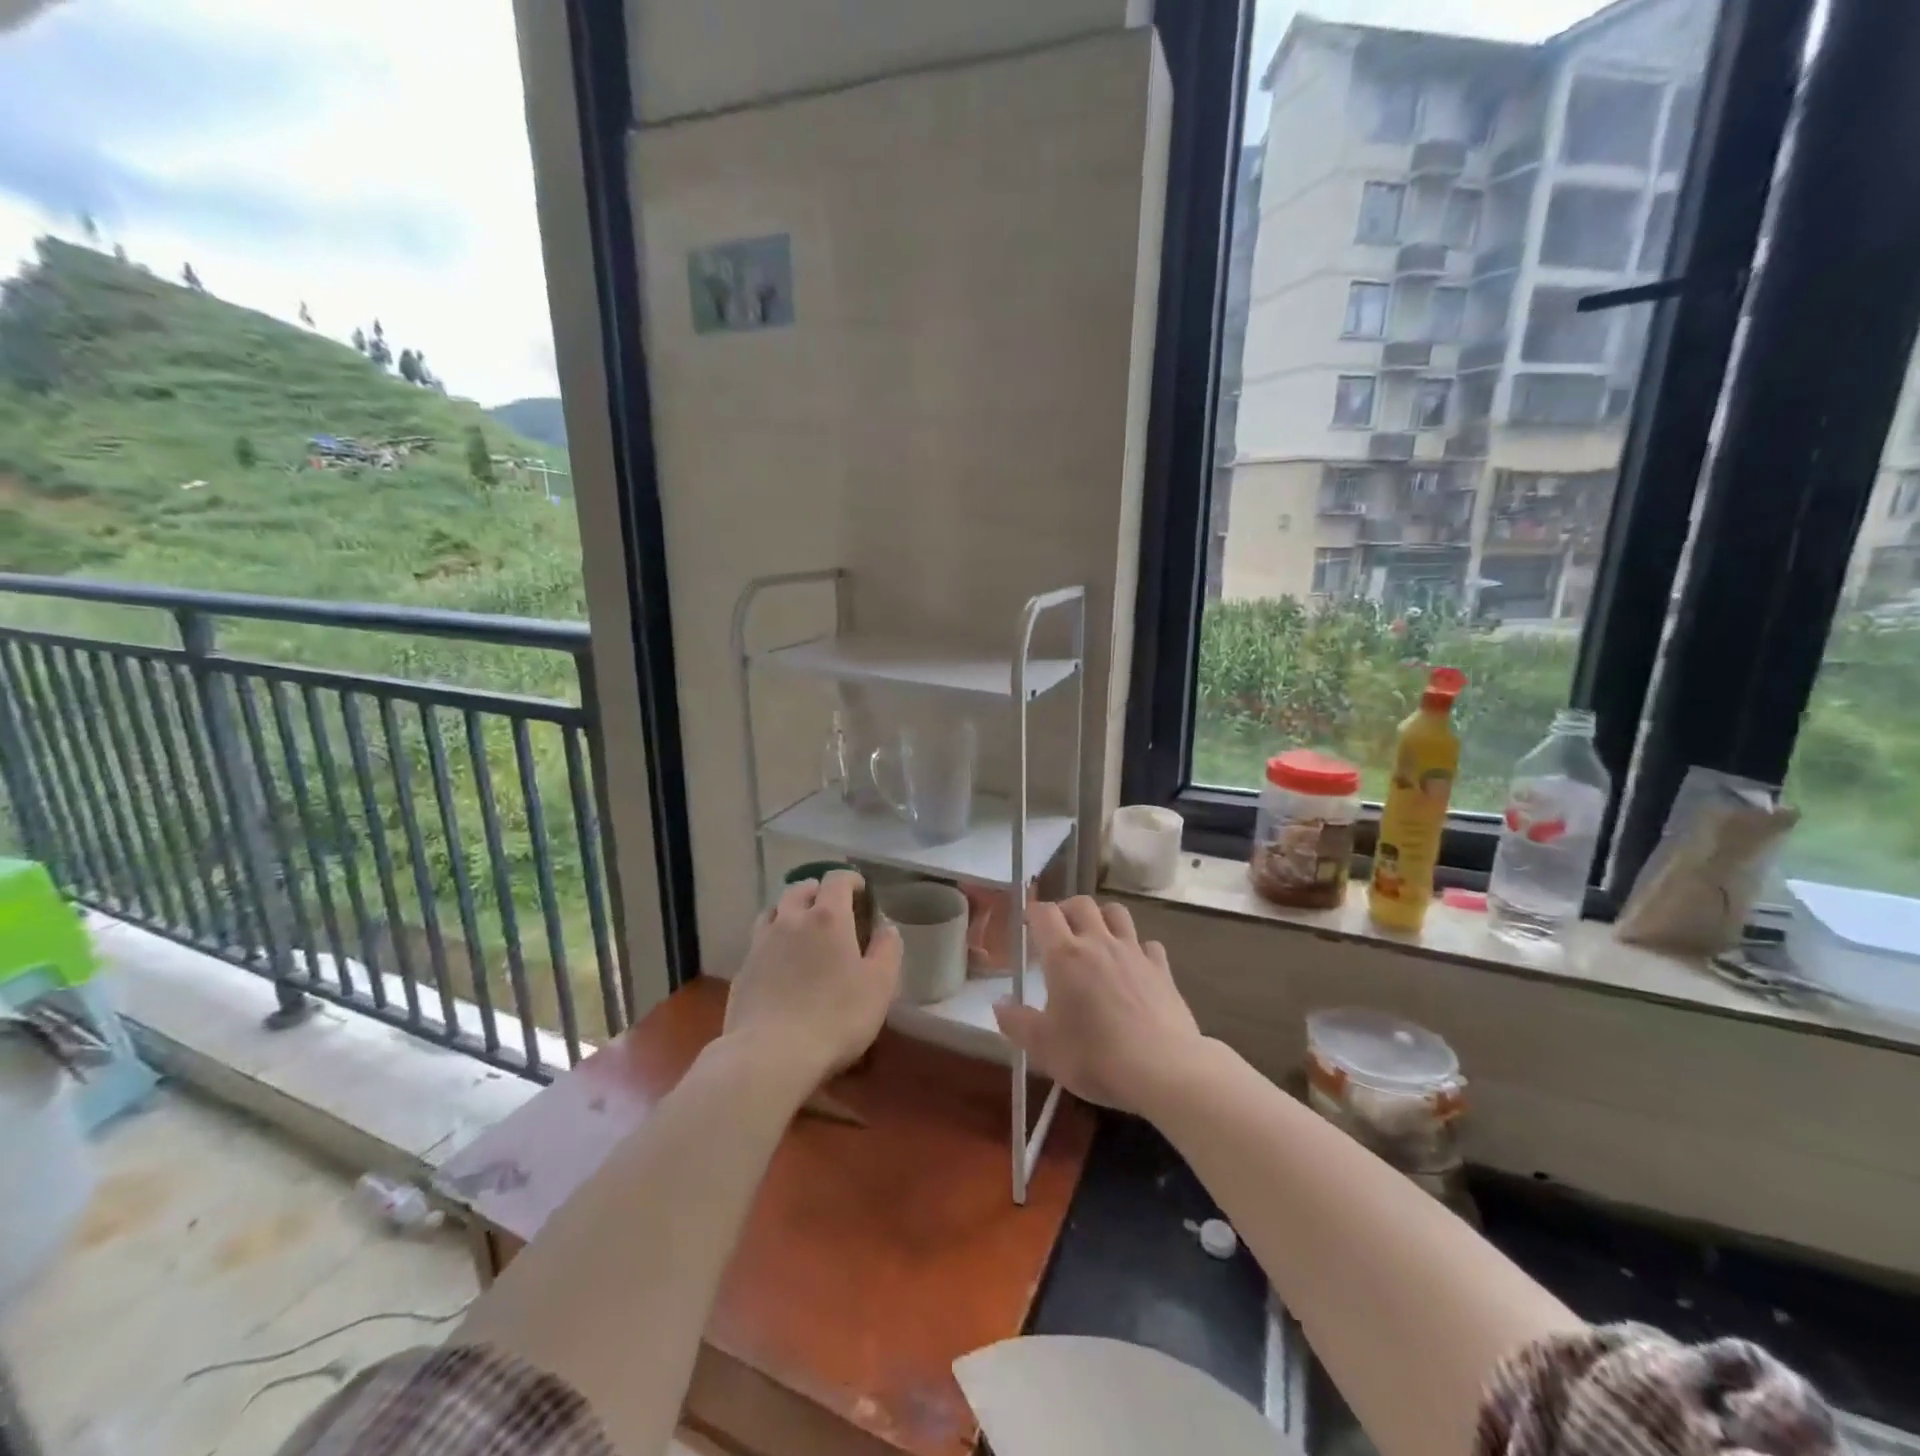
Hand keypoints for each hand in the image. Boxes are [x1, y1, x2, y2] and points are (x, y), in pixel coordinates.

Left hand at [724, 872, 901, 1083]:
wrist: (770, 1055)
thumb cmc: (835, 1017)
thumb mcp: (879, 985)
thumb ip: (887, 949)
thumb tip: (886, 927)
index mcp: (828, 917)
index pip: (836, 879)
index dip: (850, 879)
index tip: (861, 892)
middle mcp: (791, 920)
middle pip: (800, 889)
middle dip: (817, 891)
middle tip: (831, 908)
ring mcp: (761, 944)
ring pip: (773, 911)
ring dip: (789, 911)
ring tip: (801, 929)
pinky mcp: (742, 970)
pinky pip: (759, 942)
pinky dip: (772, 941)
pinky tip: (779, 964)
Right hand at [993, 897, 1205, 1115]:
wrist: (1163, 1069)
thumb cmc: (1094, 1056)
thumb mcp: (1044, 1047)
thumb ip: (1017, 1022)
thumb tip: (998, 1004)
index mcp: (1064, 955)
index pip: (1044, 913)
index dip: (1032, 913)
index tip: (1027, 924)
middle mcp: (1099, 943)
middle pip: (1081, 904)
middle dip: (1066, 909)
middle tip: (1058, 931)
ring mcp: (1134, 953)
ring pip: (1117, 913)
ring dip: (1102, 918)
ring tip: (1095, 938)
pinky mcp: (1162, 970)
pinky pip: (1148, 944)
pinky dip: (1138, 948)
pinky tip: (1134, 967)